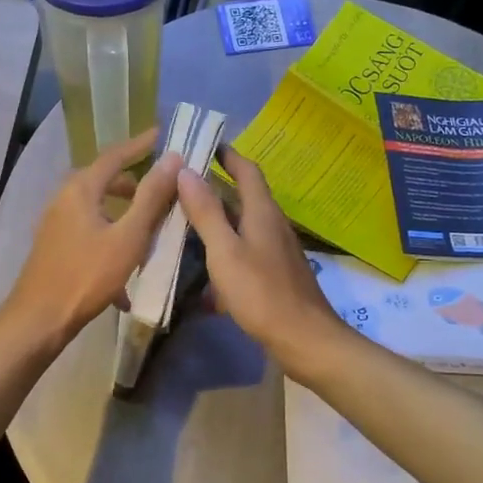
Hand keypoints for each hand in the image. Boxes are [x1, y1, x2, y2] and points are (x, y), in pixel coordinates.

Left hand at [0, 128, 182, 355]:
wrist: (39, 319)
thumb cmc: (87, 275)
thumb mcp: (128, 237)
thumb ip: (151, 197)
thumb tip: (173, 158)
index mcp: (80, 189)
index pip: (115, 155)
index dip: (141, 144)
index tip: (163, 134)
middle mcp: (64, 199)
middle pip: (104, 181)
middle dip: (134, 185)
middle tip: (163, 191)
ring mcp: (56, 224)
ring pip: (97, 210)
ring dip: (124, 217)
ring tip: (149, 233)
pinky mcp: (55, 248)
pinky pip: (90, 234)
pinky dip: (110, 243)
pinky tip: (125, 279)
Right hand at [177, 148, 344, 370]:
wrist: (303, 339)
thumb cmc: (261, 292)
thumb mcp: (225, 251)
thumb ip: (206, 212)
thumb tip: (185, 170)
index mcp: (262, 212)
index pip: (247, 170)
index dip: (227, 154)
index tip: (203, 143)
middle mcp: (272, 225)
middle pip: (243, 198)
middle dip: (214, 189)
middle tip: (180, 185)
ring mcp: (275, 251)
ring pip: (241, 228)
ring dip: (216, 223)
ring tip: (183, 225)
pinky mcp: (274, 275)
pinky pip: (243, 254)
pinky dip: (223, 255)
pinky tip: (203, 275)